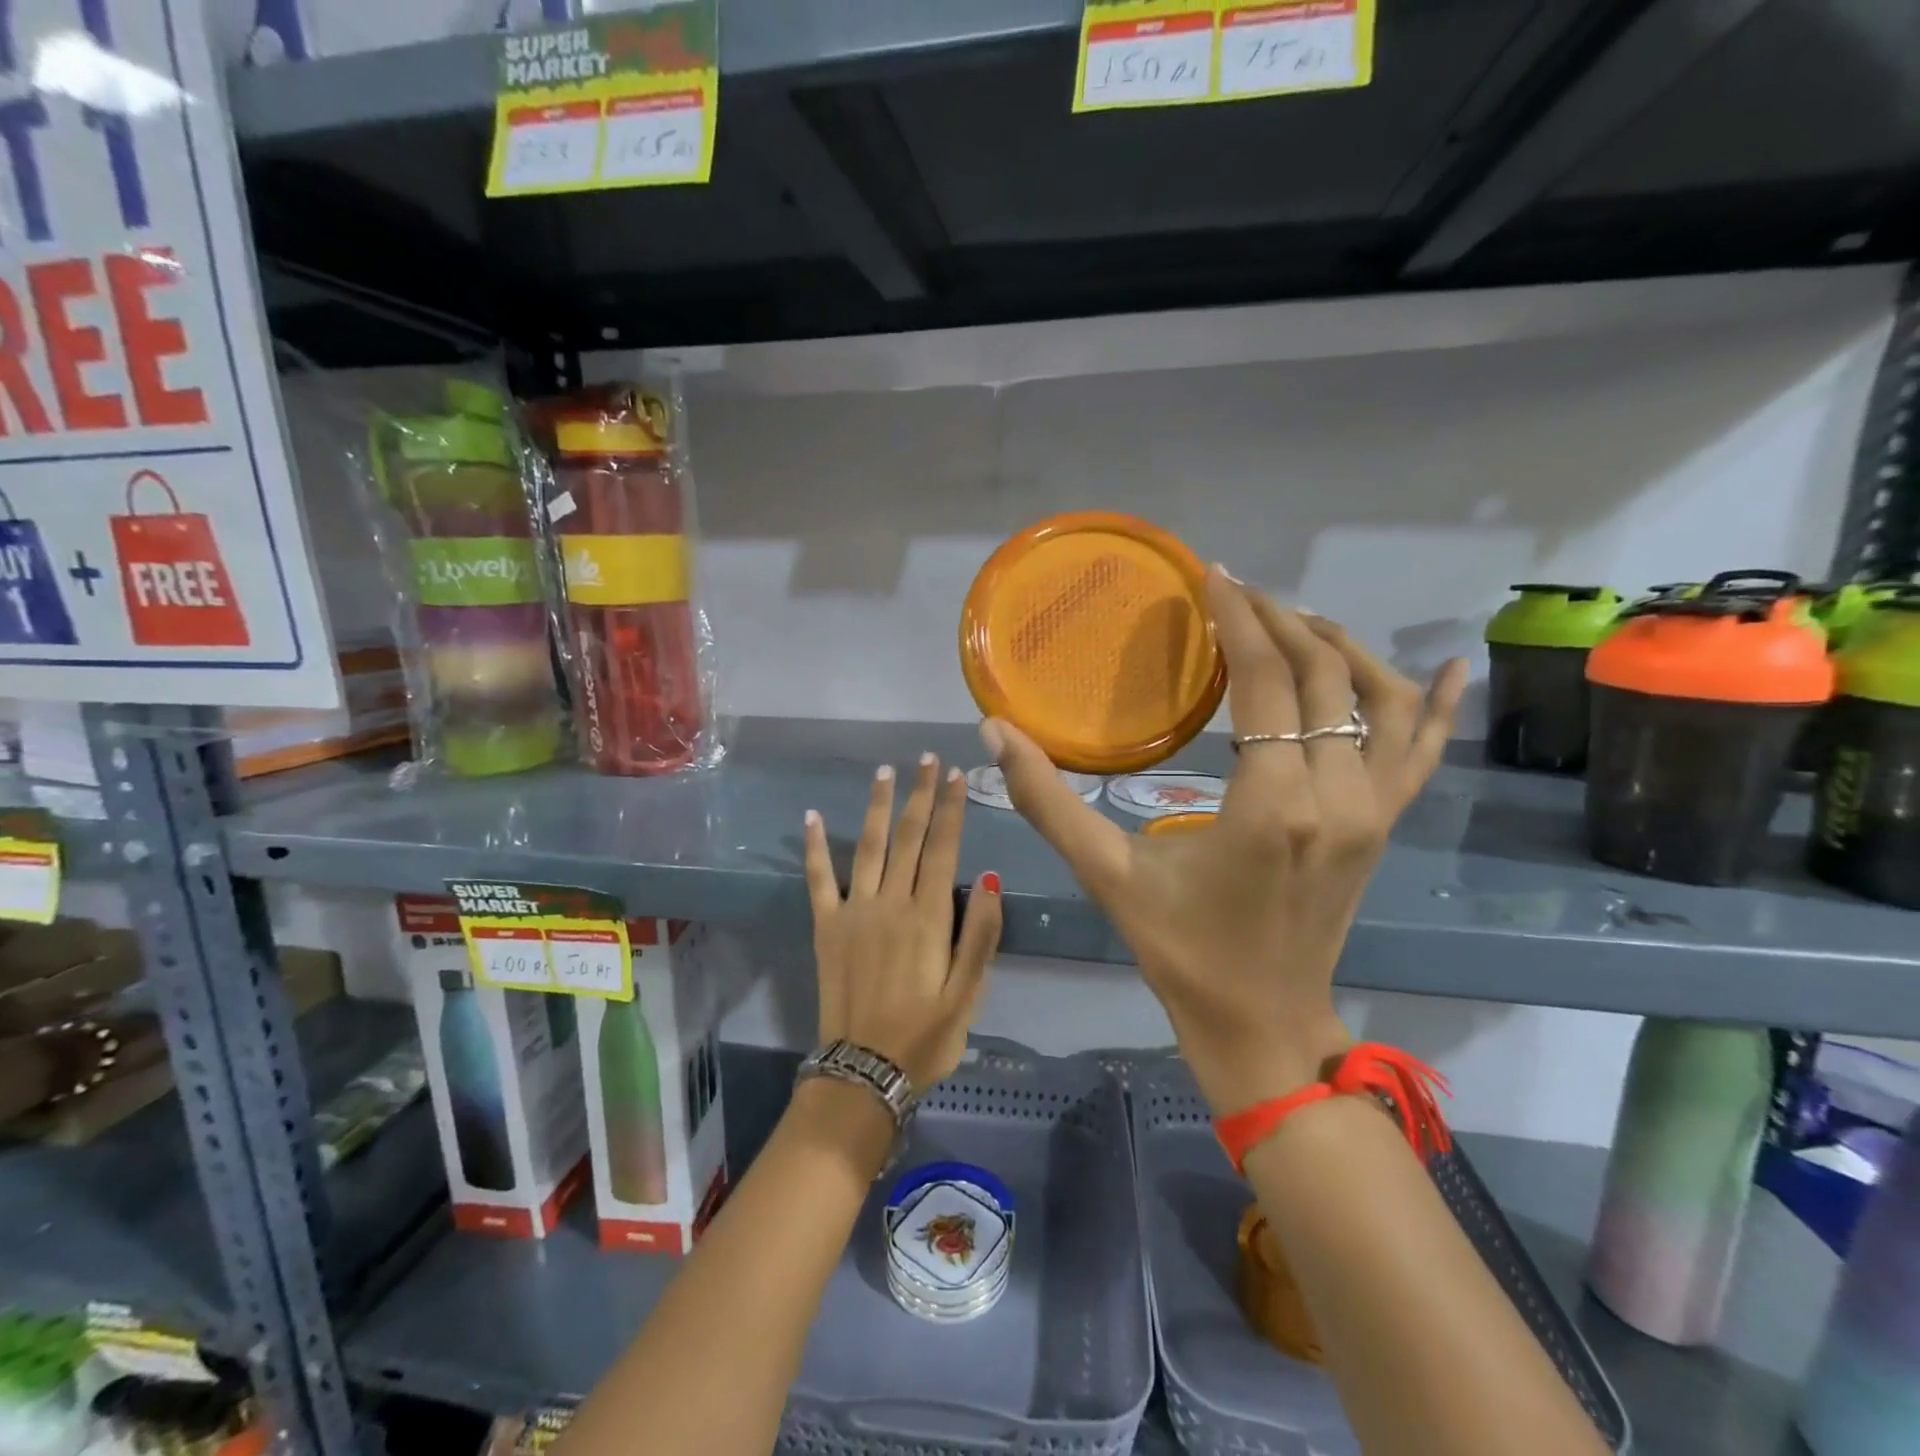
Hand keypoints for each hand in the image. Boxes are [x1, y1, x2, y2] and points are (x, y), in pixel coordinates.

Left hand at [803, 753, 1003, 1092]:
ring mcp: (854, 911)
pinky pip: (818, 879)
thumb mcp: (969, 995)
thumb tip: (992, 877)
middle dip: (920, 794)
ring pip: (869, 846)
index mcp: (928, 917)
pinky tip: (811, 817)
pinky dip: (814, 847)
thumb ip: (982, 935)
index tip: (956, 774)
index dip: (951, 808)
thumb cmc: (926, 1037)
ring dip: (878, 806)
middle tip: (926, 759)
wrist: (863, 1072)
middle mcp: (890, 902)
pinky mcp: (826, 926)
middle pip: (909, 837)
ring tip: (884, 772)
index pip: (944, 848)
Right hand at [990, 570, 1466, 1114]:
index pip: (1266, 680)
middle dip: (1279, 620)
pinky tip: (1452, 665)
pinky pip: (1424, 752)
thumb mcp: (1107, 876)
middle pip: (1323, 675)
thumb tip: (994, 732)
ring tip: (1294, 618)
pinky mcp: (1386, 826)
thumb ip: (1048, 801)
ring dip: (1341, 646)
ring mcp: (1375, 811)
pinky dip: (1438, 704)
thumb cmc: (1181, 951)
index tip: (1210, 577)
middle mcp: (1339, 796)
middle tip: (1234, 592)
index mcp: (1272, 805)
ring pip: (1382, 700)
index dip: (1238, 619)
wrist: (1262, 1024)